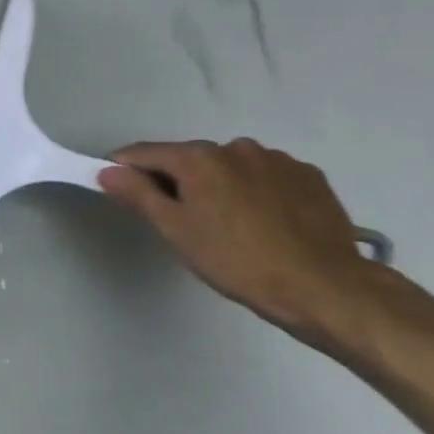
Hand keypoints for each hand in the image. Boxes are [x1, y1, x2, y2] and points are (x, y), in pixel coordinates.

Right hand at [97, 138, 382, 346]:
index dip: (125, 168)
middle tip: (178, 221)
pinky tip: (263, 224)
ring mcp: (277, 159)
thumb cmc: (237, 260)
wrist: (324, 287)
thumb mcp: (176, 231)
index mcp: (200, 158)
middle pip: (189, 159)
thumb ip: (139, 195)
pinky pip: (266, 177)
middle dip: (176, 182)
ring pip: (230, 168)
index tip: (115, 187)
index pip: (145, 153)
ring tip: (228, 226)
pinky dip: (254, 192)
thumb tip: (108, 170)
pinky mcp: (309, 177)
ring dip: (219, 187)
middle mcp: (236, 147)